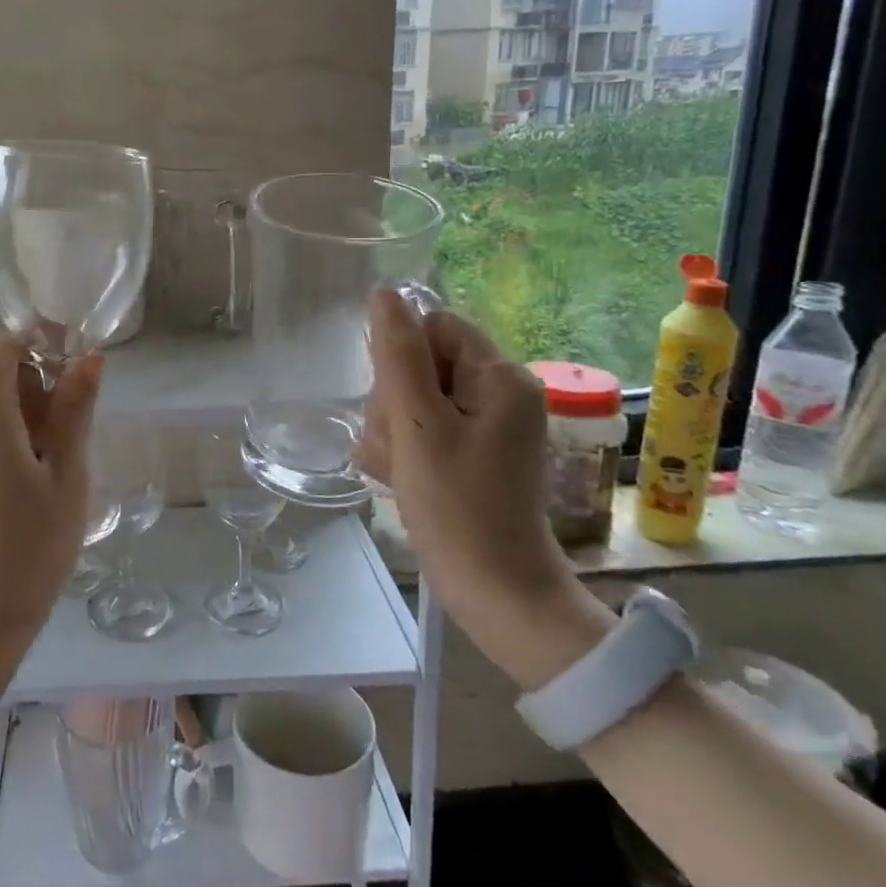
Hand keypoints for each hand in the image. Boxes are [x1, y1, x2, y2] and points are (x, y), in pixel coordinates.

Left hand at [0, 337, 102, 654]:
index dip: (35, 345)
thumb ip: (75, 411)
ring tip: (55, 471)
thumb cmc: (33, 546)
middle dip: (38, 391)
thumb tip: (90, 359)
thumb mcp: (67, 475)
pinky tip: (28, 490)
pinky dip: (7, 443)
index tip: (72, 370)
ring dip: (26, 421)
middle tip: (73, 436)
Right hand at [356, 289, 608, 687]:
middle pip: (420, 364)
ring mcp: (483, 426)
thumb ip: (399, 355)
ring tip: (397, 471)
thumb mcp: (419, 426)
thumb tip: (385, 293)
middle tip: (400, 448)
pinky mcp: (468, 453)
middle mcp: (497, 394)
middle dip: (394, 403)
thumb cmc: (457, 506)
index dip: (402, 358)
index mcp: (500, 377)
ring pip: (411, 400)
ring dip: (390, 432)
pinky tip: (397, 479)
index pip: (434, 327)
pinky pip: (420, 431)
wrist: (494, 592)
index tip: (397, 403)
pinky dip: (402, 451)